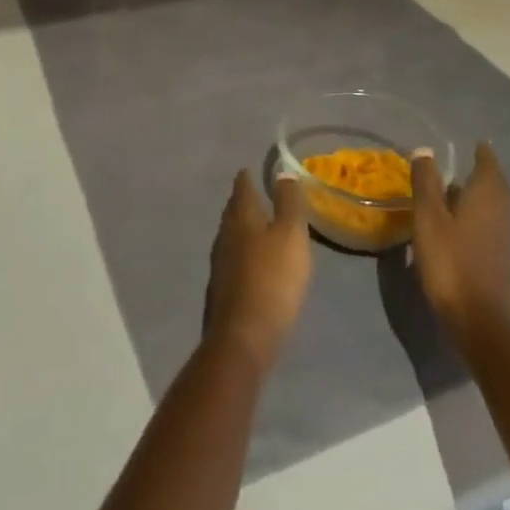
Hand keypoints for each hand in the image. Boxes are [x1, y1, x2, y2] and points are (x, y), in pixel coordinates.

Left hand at [204, 170, 312, 371]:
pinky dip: (242, 254)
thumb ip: (289, 203)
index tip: (251, 170)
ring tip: (257, 227)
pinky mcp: (221, 291)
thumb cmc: (272, 280)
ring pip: (231, 236)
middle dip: (243, 201)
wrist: (242, 339)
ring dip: (242, 228)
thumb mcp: (291, 236)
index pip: (242, 188)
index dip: (247, 178)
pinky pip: (232, 261)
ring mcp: (219, 265)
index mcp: (241, 218)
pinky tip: (252, 264)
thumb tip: (283, 172)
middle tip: (255, 194)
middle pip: (233, 211)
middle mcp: (224, 236)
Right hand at [411, 141, 509, 337]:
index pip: (486, 160)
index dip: (477, 150)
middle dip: (476, 170)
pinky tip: (455, 223)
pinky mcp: (500, 255)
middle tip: (454, 163)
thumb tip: (425, 150)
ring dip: (473, 194)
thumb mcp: (428, 218)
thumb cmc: (451, 262)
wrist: (479, 321)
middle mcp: (502, 209)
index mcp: (487, 194)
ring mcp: (504, 234)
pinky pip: (488, 222)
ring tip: (449, 190)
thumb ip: (426, 182)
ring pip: (490, 203)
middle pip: (492, 181)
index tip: (465, 143)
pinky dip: (474, 214)